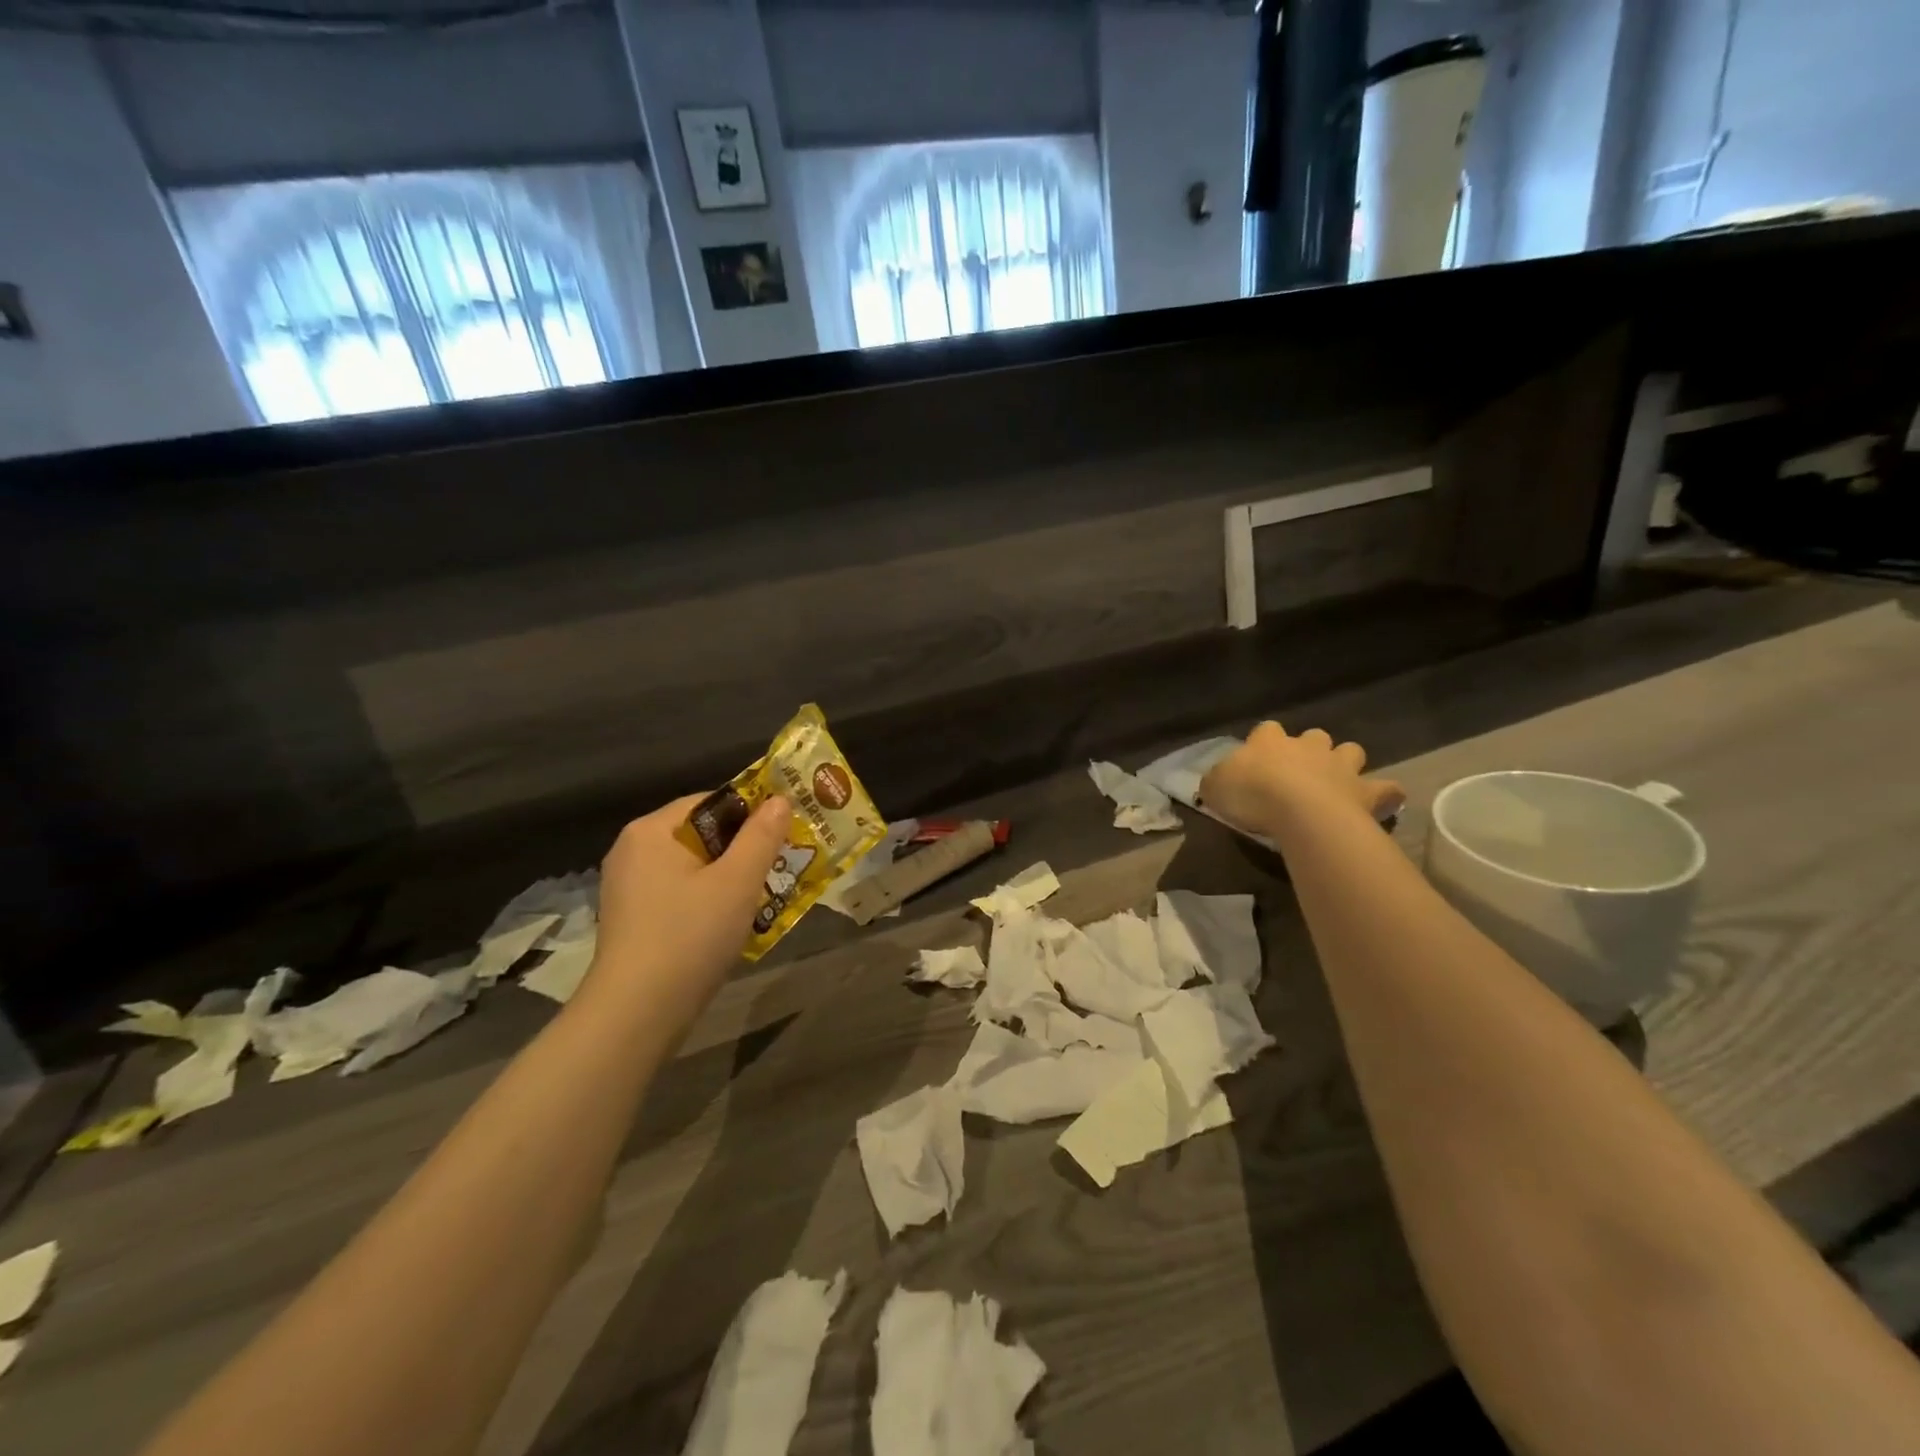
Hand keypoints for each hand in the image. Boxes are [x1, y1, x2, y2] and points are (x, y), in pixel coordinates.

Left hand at [585, 793, 790, 1029]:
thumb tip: (780, 799)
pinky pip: (680, 892)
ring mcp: (628, 886)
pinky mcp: (632, 918)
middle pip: (702, 833)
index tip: (785, 831)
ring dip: (729, 876)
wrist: (636, 1014)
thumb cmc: (690, 936)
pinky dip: (708, 898)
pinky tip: (731, 921)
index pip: (711, 801)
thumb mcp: (737, 882)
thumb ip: (762, 836)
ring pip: (694, 866)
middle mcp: (633, 850)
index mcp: (652, 830)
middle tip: (781, 864)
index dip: (752, 812)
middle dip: (743, 848)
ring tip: (765, 894)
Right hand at [1200, 722, 1404, 840]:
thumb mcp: (1215, 787)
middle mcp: (1308, 746)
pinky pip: (1385, 789)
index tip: (1256, 760)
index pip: (1265, 730)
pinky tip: (1381, 803)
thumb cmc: (1252, 794)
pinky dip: (1384, 794)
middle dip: (1310, 749)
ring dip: (1345, 763)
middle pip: (1314, 736)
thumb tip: (1215, 782)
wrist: (1300, 811)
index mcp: (1269, 741)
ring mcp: (1341, 766)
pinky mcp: (1366, 791)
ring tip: (1338, 783)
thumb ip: (1216, 781)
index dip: (1262, 743)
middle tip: (1300, 772)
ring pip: (1350, 752)